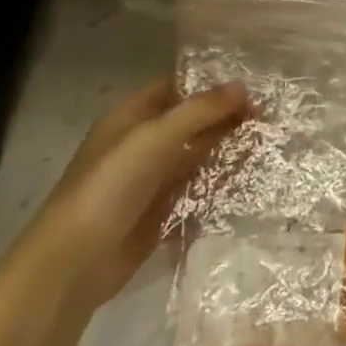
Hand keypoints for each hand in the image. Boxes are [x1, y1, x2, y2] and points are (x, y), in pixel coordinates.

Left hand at [0, 78, 248, 314]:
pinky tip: (250, 181)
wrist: (75, 262)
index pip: (176, 87)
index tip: (252, 84)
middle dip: (225, 117)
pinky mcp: (160, 215)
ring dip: (226, 150)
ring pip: (196, 157)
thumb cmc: (112, 184)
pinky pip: (196, 191)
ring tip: (268, 143)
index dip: (211, 84)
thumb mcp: (157, 136)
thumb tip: (243, 87)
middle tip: (270, 115)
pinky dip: (219, 185)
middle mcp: (141, 143)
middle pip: (190, 122)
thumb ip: (201, 110)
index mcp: (132, 116)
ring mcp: (150, 181)